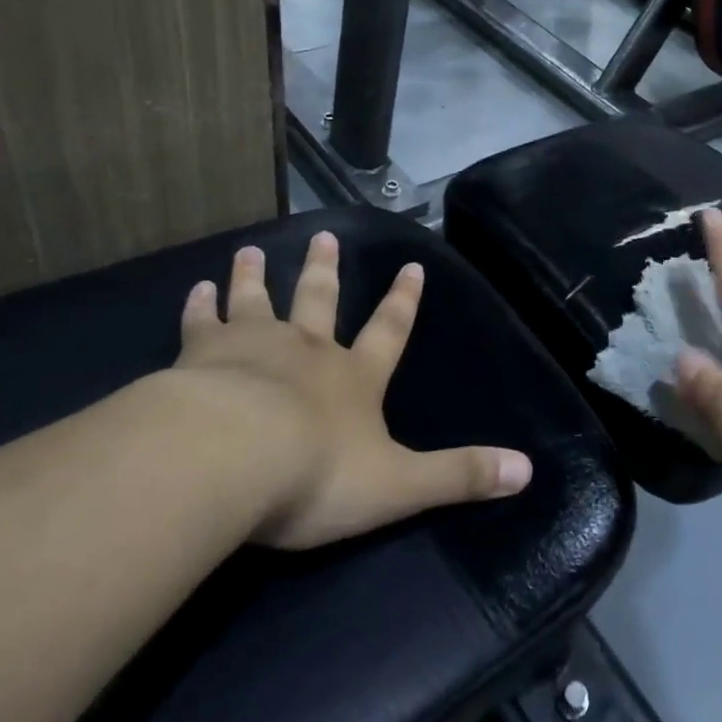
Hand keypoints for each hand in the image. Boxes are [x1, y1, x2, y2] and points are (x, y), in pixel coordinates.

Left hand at [176, 234, 532, 549]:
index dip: (403, 301)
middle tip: (324, 236)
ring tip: (252, 251)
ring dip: (256, 277)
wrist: (229, 460)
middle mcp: (307, 351)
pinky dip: (199, 308)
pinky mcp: (199, 359)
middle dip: (324, 270)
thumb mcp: (399, 485)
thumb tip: (527, 470)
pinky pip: (200, 325)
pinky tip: (194, 290)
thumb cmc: (316, 474)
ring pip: (257, 302)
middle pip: (319, 300)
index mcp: (354, 377)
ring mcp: (252, 348)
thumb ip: (460, 476)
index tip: (412, 266)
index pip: (389, 331)